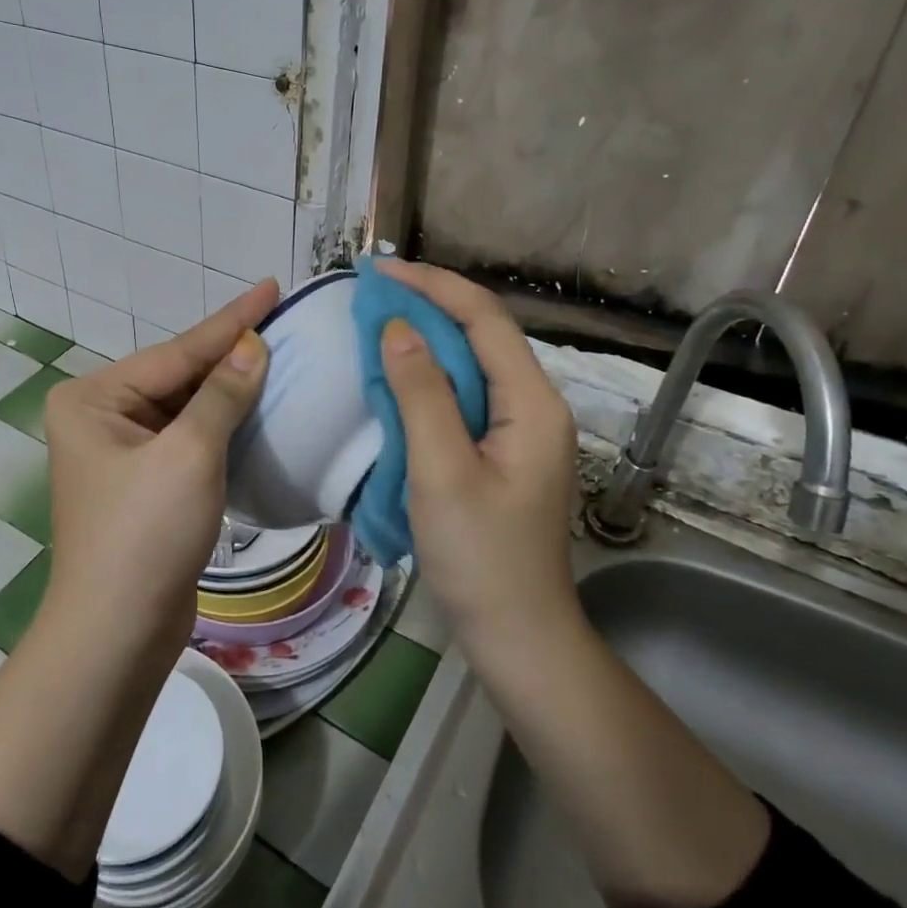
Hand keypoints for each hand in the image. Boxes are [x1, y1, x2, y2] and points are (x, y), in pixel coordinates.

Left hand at [40, 280, 277, 656]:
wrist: (118, 634)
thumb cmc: (145, 534)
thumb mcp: (190, 454)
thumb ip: (222, 394)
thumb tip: (253, 344)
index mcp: (94, 399)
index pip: (177, 351)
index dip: (230, 321)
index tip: (271, 286)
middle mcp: (100, 417)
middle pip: (179, 376)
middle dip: (230, 353)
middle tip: (280, 317)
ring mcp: (121, 451)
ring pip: (187, 408)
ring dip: (230, 389)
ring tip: (276, 352)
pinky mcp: (145, 482)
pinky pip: (189, 439)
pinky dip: (222, 425)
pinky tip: (257, 406)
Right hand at [376, 259, 579, 644]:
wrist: (518, 635)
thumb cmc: (481, 558)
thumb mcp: (442, 472)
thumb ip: (421, 395)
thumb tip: (397, 328)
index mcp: (531, 403)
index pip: (483, 318)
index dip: (432, 285)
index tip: (379, 271)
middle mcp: (535, 405)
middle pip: (482, 333)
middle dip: (428, 304)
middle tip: (371, 294)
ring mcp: (521, 430)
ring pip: (473, 363)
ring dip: (427, 337)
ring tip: (378, 322)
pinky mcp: (503, 451)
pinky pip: (466, 394)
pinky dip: (430, 375)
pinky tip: (398, 377)